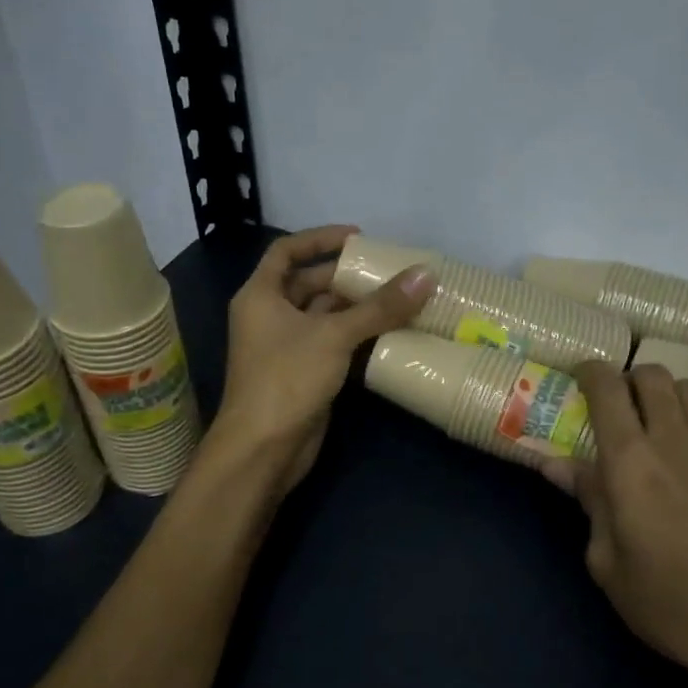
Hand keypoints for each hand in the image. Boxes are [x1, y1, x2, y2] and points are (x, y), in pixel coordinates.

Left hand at [212, 226, 432, 491]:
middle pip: (310, 284)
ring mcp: (287, 347)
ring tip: (400, 298)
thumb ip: (380, 306)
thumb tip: (426, 275)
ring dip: (357, 308)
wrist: (264, 449)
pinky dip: (358, 335)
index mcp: (261, 295)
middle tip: (390, 273)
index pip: (286, 251)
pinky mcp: (304, 373)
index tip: (358, 238)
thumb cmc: (287, 379)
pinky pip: (333, 343)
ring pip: (325, 316)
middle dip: (348, 277)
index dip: (319, 239)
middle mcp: (270, 316)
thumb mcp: (335, 335)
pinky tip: (391, 332)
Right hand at [542, 362, 687, 687]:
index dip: (589, 372)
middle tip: (616, 405)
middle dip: (628, 379)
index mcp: (629, 461)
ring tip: (656, 419)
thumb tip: (555, 464)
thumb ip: (587, 502)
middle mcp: (673, 440)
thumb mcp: (608, 562)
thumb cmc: (670, 601)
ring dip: (667, 392)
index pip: (607, 389)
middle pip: (652, 376)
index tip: (577, 378)